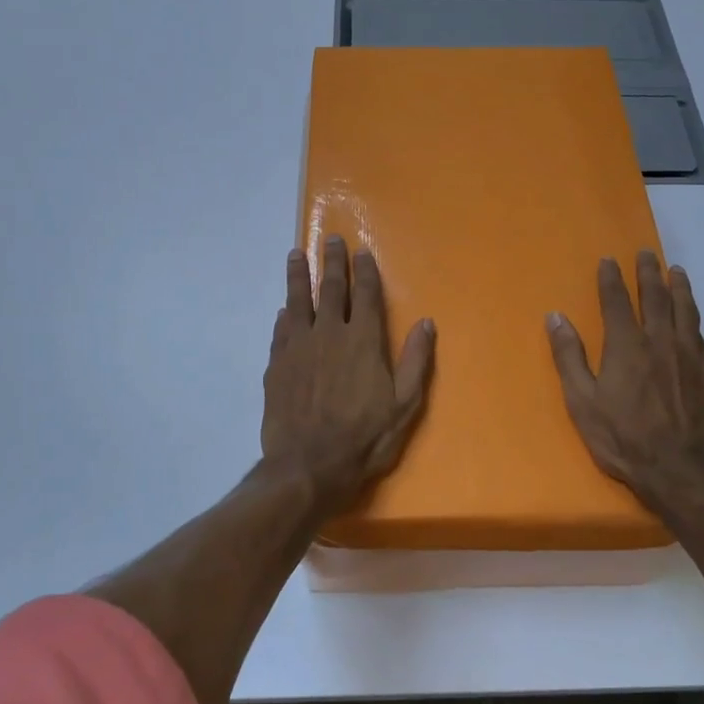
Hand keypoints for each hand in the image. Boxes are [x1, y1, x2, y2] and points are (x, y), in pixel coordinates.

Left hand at [262, 237, 434, 511]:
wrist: (308, 465)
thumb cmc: (364, 438)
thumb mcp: (404, 405)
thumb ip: (415, 361)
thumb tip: (426, 323)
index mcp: (363, 340)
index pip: (364, 295)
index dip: (363, 271)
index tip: (360, 250)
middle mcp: (329, 334)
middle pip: (330, 289)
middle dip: (331, 262)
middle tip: (329, 239)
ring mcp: (299, 348)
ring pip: (298, 301)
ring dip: (298, 276)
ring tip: (295, 255)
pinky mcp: (277, 365)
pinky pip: (281, 331)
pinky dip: (284, 316)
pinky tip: (283, 310)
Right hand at [546, 253, 703, 518]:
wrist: (682, 474)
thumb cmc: (623, 440)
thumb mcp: (582, 402)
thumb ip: (569, 357)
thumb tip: (556, 317)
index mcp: (627, 346)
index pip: (617, 301)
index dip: (612, 278)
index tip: (609, 260)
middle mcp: (661, 342)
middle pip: (656, 297)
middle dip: (649, 272)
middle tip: (646, 253)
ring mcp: (690, 358)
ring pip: (686, 311)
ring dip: (679, 288)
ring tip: (676, 271)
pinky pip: (701, 337)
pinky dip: (695, 321)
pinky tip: (693, 321)